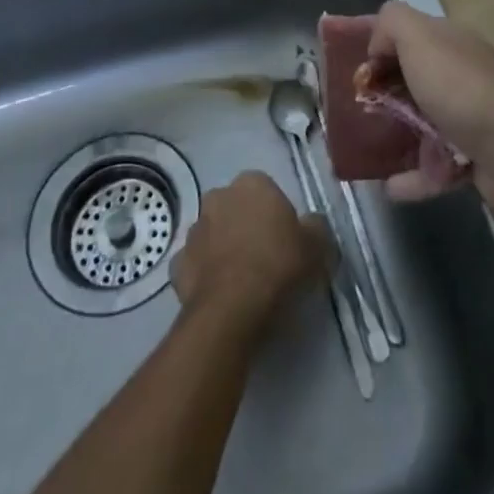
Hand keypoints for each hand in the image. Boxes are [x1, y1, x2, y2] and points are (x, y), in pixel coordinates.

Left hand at [171, 172, 329, 326]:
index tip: (285, 240)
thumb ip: (315, 227)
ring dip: (223, 248)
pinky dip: (204, 275)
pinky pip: (196, 264)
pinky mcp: (177, 264)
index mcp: (252, 183)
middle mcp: (218, 196)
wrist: (232, 310)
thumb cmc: (278, 266)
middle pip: (236, 208)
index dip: (276, 215)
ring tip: (241, 280)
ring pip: (213, 234)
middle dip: (245, 225)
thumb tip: (311, 225)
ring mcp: (194, 230)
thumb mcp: (317, 245)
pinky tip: (219, 294)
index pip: (266, 189)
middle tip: (264, 257)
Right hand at [327, 2, 493, 219]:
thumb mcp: (420, 37)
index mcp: (448, 42)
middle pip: (410, 78)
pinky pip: (436, 167)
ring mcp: (469, 118)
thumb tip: (377, 48)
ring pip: (421, 123)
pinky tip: (390, 188)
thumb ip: (391, 24)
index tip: (350, 69)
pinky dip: (413, 177)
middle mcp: (459, 74)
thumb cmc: (464, 90)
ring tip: (366, 150)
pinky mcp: (475, 159)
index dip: (376, 46)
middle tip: (353, 111)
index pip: (405, 34)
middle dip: (380, 92)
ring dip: (394, 135)